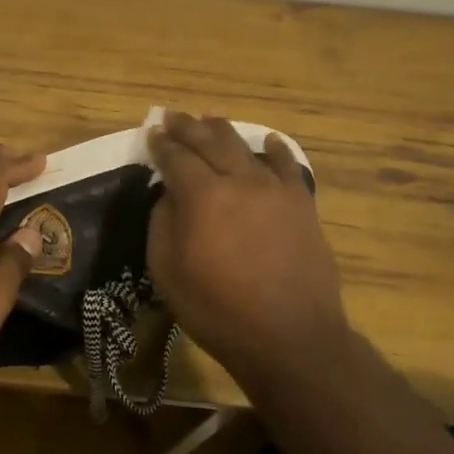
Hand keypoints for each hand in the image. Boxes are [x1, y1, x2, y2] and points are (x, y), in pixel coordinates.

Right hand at [146, 112, 349, 388]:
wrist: (289, 337)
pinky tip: (269, 142)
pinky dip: (275, 150)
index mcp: (202, 195)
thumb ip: (162, 223)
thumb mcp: (167, 271)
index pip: (176, 157)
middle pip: (209, 142)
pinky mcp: (301, 204)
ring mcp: (274, 190)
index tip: (152, 132)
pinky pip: (287, 166)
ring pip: (245, 147)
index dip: (161, 144)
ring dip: (224, 131)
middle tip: (174, 117)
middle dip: (188, 127)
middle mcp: (238, 180)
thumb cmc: (217, 310)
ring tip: (211, 120)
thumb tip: (169, 194)